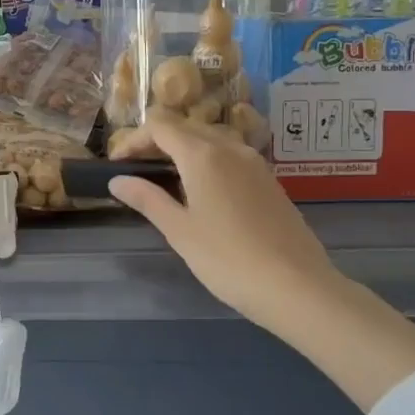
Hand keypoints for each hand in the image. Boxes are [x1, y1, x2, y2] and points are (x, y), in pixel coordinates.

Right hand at [109, 110, 342, 335]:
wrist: (297, 287)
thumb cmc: (228, 258)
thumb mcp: (179, 230)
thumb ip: (147, 199)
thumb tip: (117, 180)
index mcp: (202, 155)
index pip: (160, 126)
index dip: (133, 140)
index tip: (117, 164)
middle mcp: (230, 148)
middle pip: (186, 126)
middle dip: (157, 141)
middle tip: (137, 170)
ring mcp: (255, 163)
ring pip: (211, 139)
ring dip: (184, 149)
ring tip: (166, 179)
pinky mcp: (270, 181)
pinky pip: (230, 156)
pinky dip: (207, 161)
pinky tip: (202, 192)